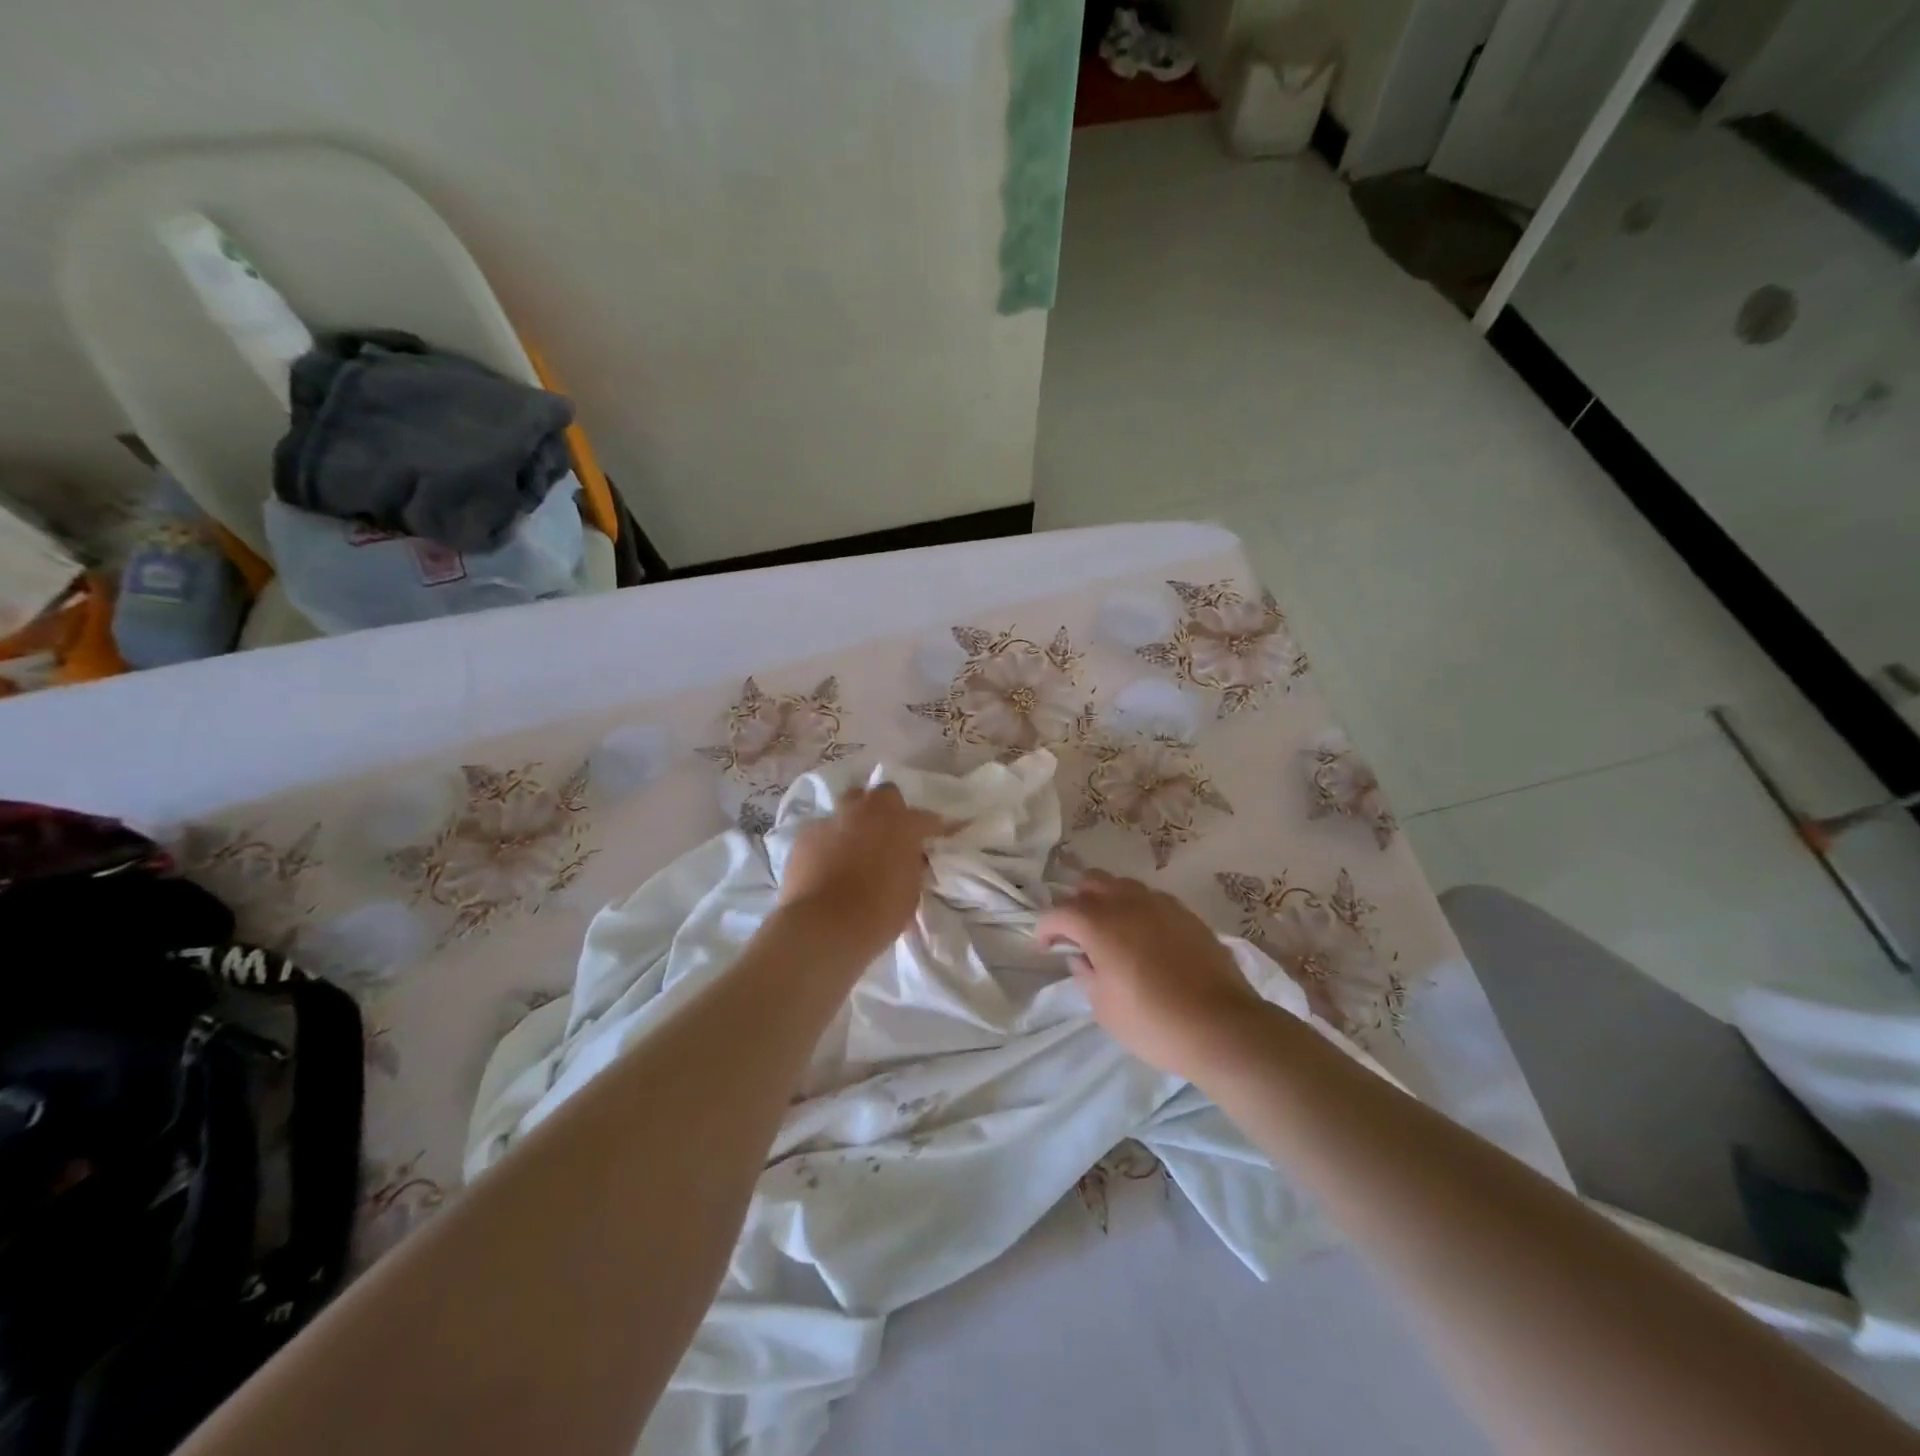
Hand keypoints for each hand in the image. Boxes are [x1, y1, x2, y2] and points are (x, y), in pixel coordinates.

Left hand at [778, 783, 948, 961]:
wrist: (824, 926)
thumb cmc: (878, 913)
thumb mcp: (910, 892)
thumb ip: (911, 867)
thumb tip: (907, 859)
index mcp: (902, 825)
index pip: (927, 819)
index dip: (937, 827)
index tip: (944, 833)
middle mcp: (868, 812)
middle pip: (883, 794)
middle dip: (889, 809)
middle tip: (890, 832)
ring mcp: (833, 820)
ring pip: (848, 804)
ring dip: (856, 817)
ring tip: (856, 841)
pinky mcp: (805, 835)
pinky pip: (822, 830)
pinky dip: (828, 841)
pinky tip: (826, 862)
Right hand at [1036, 870, 1267, 1081]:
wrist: (1222, 1027)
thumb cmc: (1153, 1023)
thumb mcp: (1105, 1008)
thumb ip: (1086, 975)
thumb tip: (1081, 957)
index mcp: (1099, 924)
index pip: (1059, 912)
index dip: (1046, 928)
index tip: (1046, 946)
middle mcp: (1127, 903)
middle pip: (1091, 882)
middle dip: (1077, 901)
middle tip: (1077, 931)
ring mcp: (1161, 904)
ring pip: (1123, 885)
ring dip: (1109, 900)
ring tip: (1112, 931)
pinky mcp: (1187, 914)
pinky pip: (1153, 899)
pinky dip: (1139, 910)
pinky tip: (1145, 937)